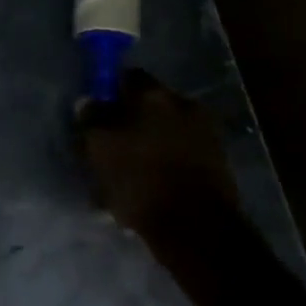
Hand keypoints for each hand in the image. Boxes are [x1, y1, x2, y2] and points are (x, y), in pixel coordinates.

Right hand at [74, 68, 239, 236]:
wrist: (196, 228)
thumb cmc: (140, 179)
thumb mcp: (100, 147)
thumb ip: (92, 119)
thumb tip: (88, 102)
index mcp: (154, 95)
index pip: (126, 77)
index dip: (108, 92)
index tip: (95, 114)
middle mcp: (184, 105)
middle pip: (148, 105)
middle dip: (129, 121)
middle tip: (109, 146)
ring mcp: (206, 134)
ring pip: (164, 132)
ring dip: (147, 145)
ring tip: (127, 174)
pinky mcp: (217, 164)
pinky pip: (180, 155)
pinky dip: (164, 164)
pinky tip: (150, 187)